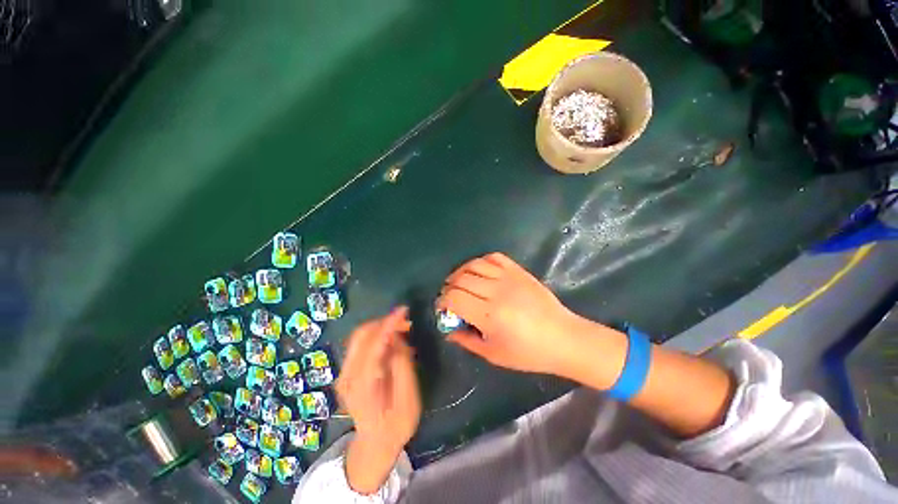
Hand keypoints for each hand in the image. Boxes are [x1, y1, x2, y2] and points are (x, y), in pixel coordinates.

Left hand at [337, 307, 420, 493]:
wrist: (374, 445)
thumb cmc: (396, 425)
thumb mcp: (408, 398)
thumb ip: (402, 365)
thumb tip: (398, 338)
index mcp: (363, 384)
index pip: (374, 343)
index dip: (389, 323)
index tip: (404, 309)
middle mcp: (347, 375)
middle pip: (361, 334)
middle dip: (384, 322)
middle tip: (406, 322)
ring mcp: (344, 373)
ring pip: (359, 337)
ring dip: (381, 327)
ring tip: (402, 330)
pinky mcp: (347, 372)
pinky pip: (361, 344)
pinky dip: (377, 336)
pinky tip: (391, 341)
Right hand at [437, 252, 583, 375]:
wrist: (563, 338)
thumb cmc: (528, 353)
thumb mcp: (493, 354)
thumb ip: (466, 340)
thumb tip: (448, 329)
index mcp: (489, 315)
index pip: (454, 298)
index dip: (442, 302)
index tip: (442, 308)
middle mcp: (496, 291)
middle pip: (460, 279)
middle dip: (448, 287)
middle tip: (450, 297)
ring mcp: (509, 277)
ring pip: (474, 265)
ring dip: (461, 272)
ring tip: (460, 282)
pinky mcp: (518, 271)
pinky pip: (493, 257)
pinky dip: (481, 262)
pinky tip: (479, 272)